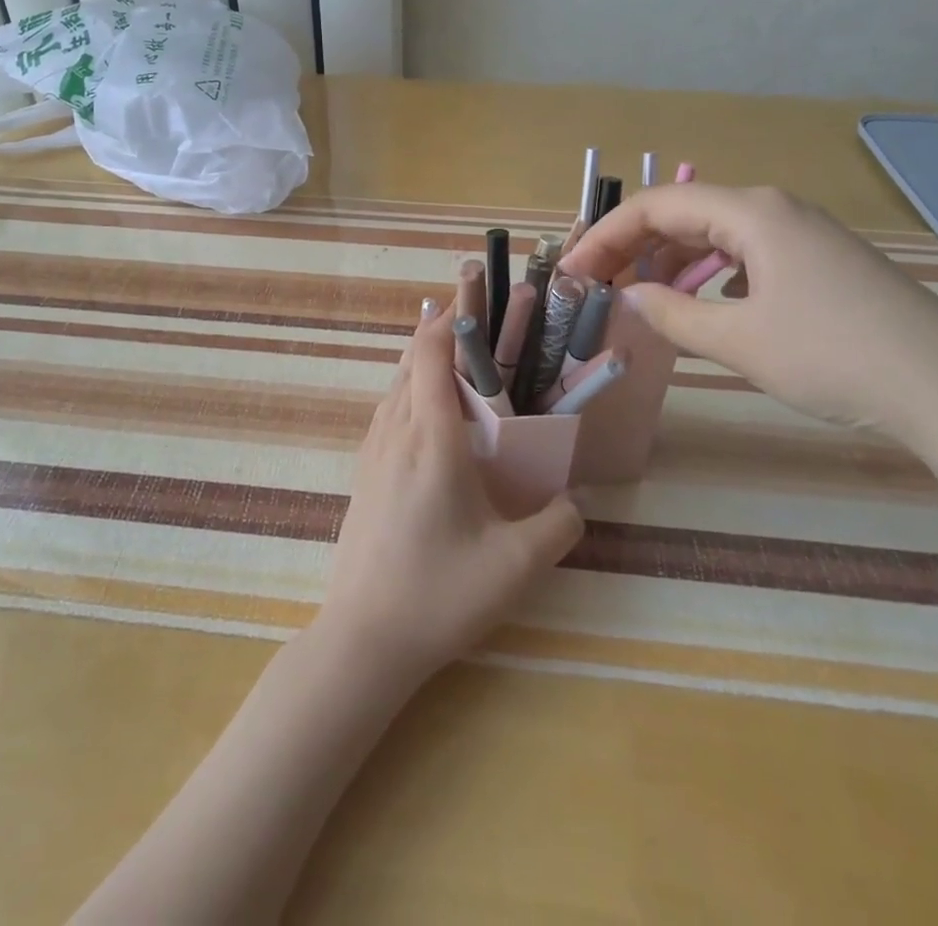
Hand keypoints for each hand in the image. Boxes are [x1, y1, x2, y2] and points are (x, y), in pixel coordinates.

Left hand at [318, 301, 583, 681]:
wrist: (363, 639)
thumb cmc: (439, 594)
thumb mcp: (515, 565)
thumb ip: (558, 525)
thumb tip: (574, 500)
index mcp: (430, 438)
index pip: (431, 355)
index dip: (450, 320)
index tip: (474, 298)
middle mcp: (395, 432)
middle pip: (409, 362)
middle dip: (440, 334)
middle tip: (478, 325)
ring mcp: (372, 453)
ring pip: (394, 386)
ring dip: (421, 363)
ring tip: (456, 360)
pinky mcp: (363, 474)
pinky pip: (387, 411)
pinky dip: (408, 391)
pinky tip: (427, 415)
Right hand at [561, 184, 937, 438]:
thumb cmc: (835, 357)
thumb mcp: (739, 341)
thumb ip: (672, 315)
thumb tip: (629, 297)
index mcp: (752, 213)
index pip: (656, 207)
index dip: (605, 236)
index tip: (571, 271)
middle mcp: (775, 210)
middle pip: (683, 214)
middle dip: (632, 246)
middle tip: (593, 284)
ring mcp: (803, 234)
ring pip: (714, 234)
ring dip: (668, 260)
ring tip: (637, 294)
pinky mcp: (821, 262)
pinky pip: (745, 253)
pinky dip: (708, 271)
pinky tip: (702, 301)